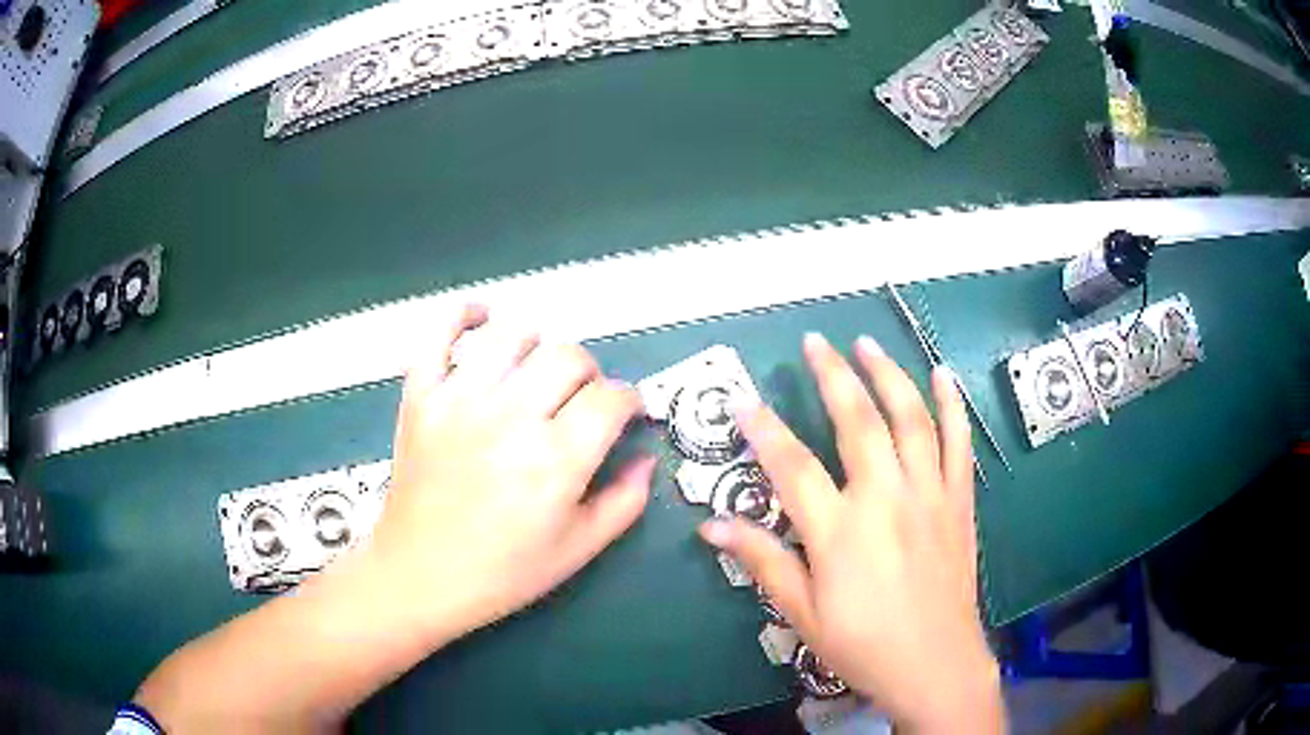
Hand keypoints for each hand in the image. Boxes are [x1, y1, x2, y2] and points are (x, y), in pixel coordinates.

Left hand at [369, 305, 655, 644]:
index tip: (626, 414)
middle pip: (569, 356)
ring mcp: (459, 400)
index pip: (612, 398)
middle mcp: (511, 418)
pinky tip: (482, 319)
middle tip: (580, 401)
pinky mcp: (420, 396)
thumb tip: (647, 457)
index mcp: (556, 461)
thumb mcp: (578, 550)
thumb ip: (625, 502)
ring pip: (514, 335)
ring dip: (538, 346)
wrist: (419, 576)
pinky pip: (439, 334)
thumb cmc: (503, 572)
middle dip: (590, 374)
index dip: (630, 401)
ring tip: (535, 372)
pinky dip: (463, 316)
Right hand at [699, 334, 1002, 732]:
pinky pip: (959, 443)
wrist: (935, 664)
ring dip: (888, 374)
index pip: (793, 466)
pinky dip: (952, 405)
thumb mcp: (803, 613)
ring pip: (911, 419)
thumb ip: (763, 562)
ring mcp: (929, 495)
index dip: (764, 430)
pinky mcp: (958, 502)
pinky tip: (942, 376)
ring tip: (867, 343)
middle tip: (815, 342)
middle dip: (832, 375)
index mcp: (841, 531)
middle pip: (858, 422)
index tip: (743, 401)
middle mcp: (887, 499)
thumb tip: (712, 527)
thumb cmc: (863, 645)